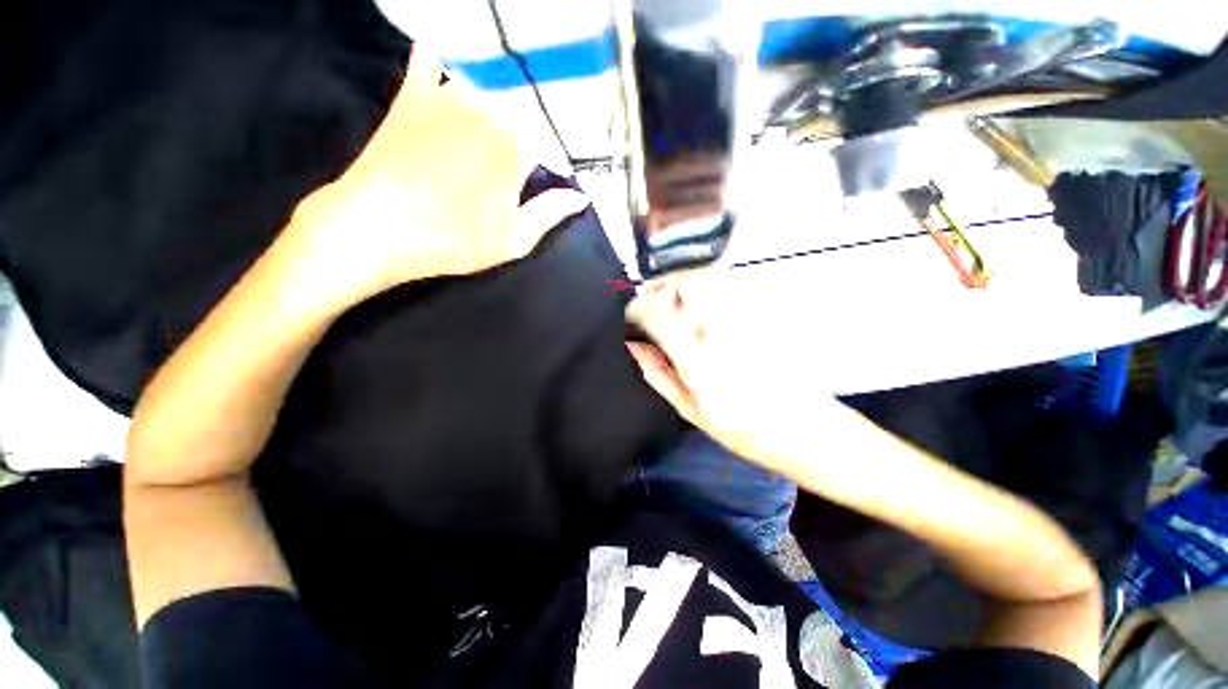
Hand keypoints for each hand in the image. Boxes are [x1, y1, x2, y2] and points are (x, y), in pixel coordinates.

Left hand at [288, 49, 588, 300]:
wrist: (379, 226)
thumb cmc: (455, 239)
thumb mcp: (515, 239)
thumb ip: (551, 213)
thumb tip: (581, 196)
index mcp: (518, 146)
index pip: (555, 133)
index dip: (567, 140)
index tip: (573, 149)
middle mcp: (489, 109)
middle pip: (527, 97)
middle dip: (543, 107)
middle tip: (546, 119)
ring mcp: (449, 95)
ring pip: (490, 73)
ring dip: (506, 80)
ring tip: (520, 87)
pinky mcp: (414, 93)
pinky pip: (432, 55)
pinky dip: (447, 52)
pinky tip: (457, 58)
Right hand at [625, 280, 840, 472]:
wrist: (809, 431)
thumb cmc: (745, 431)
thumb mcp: (691, 411)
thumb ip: (658, 373)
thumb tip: (634, 345)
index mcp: (696, 358)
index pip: (654, 313)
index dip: (636, 309)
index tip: (632, 318)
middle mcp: (720, 329)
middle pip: (683, 282)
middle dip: (662, 285)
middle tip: (655, 303)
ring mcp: (745, 317)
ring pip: (707, 279)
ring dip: (685, 285)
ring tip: (678, 306)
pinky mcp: (763, 314)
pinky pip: (729, 289)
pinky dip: (709, 291)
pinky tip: (707, 312)